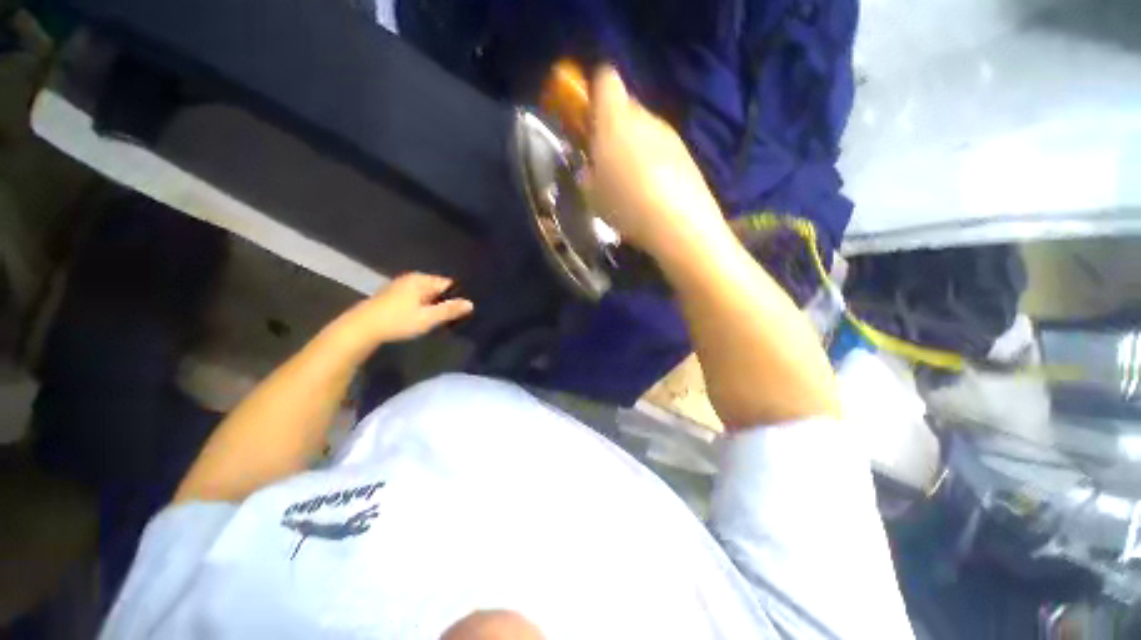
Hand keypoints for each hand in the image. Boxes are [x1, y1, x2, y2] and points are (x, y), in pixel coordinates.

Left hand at [341, 273, 473, 346]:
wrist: (361, 329)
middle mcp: (411, 279)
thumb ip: (449, 310)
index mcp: (421, 280)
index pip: (448, 284)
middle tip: (454, 318)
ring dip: (434, 305)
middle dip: (446, 301)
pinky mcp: (393, 296)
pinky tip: (423, 318)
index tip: (464, 310)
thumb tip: (470, 304)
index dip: (457, 296)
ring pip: (426, 295)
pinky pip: (416, 298)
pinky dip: (423, 307)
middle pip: (437, 289)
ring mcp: (400, 286)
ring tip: (441, 320)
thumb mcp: (427, 318)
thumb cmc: (397, 321)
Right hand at [587, 66, 725, 254]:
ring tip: (630, 181)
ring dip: (633, 145)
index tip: (586, 117)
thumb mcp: (592, 194)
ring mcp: (669, 133)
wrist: (678, 224)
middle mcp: (644, 116)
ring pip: (644, 128)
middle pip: (625, 105)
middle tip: (605, 160)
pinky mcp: (686, 152)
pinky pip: (661, 147)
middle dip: (612, 126)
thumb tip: (589, 164)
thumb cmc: (626, 205)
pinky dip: (653, 160)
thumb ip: (586, 172)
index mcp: (615, 119)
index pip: (605, 77)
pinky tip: (651, 189)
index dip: (593, 90)